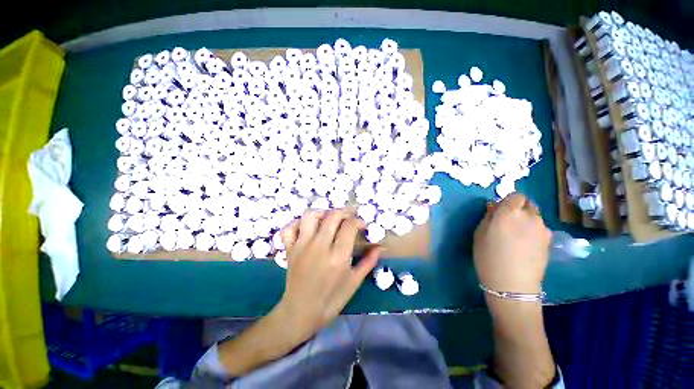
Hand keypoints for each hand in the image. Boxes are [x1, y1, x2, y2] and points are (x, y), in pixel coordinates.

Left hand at [277, 209, 380, 340]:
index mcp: (338, 257)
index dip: (358, 221)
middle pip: (332, 216)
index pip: (349, 226)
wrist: (300, 313)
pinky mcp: (290, 249)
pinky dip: (298, 223)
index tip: (362, 226)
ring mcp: (302, 246)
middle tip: (349, 218)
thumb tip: (381, 247)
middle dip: (344, 212)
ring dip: (322, 212)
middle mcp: (319, 246)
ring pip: (310, 216)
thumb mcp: (354, 282)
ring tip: (329, 219)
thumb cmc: (331, 300)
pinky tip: (307, 228)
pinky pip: (290, 228)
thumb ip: (368, 262)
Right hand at [473, 193, 550, 293]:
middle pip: (527, 204)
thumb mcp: (480, 233)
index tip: (500, 210)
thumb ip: (488, 216)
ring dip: (526, 220)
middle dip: (518, 208)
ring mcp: (542, 229)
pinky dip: (533, 231)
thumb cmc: (488, 256)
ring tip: (516, 235)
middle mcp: (529, 216)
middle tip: (508, 222)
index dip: (508, 201)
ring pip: (535, 217)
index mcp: (509, 212)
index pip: (516, 196)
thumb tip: (494, 207)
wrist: (512, 284)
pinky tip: (525, 245)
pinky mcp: (549, 241)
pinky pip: (540, 229)